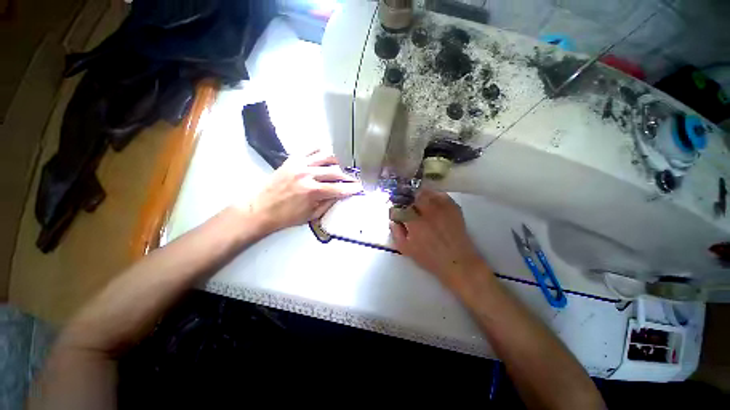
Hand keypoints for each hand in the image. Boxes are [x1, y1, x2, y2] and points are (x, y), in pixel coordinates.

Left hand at [248, 150, 361, 232]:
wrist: (260, 209)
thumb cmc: (286, 216)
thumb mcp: (311, 215)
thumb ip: (328, 203)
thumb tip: (341, 195)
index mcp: (312, 191)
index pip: (339, 188)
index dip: (352, 188)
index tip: (360, 187)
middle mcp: (307, 174)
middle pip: (335, 171)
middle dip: (348, 175)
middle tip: (355, 177)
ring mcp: (299, 164)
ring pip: (326, 156)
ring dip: (338, 161)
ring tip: (345, 165)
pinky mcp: (292, 159)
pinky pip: (310, 149)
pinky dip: (321, 150)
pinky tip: (327, 154)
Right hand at [390, 189, 486, 285]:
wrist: (457, 261)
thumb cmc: (429, 257)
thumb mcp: (406, 249)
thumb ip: (396, 232)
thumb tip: (393, 220)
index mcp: (414, 222)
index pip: (399, 207)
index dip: (395, 209)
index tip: (395, 212)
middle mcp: (427, 211)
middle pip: (412, 195)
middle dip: (407, 199)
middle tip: (407, 206)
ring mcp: (441, 207)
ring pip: (426, 192)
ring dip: (419, 195)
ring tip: (418, 202)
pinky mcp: (453, 207)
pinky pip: (440, 194)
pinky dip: (434, 196)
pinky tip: (432, 203)